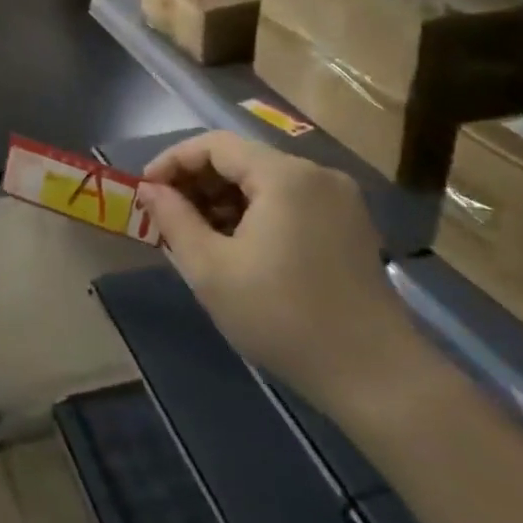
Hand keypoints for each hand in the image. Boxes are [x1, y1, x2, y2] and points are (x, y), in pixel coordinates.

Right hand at [139, 131, 421, 426]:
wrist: (377, 377)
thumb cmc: (283, 318)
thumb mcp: (211, 270)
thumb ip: (174, 220)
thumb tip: (151, 190)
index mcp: (284, 175)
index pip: (214, 145)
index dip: (173, 161)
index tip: (145, 191)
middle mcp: (315, 174)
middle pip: (242, 159)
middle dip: (198, 182)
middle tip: (167, 216)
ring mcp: (338, 199)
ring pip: (265, 181)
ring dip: (224, 199)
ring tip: (196, 235)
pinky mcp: (349, 225)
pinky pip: (289, 201)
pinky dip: (255, 213)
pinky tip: (238, 247)